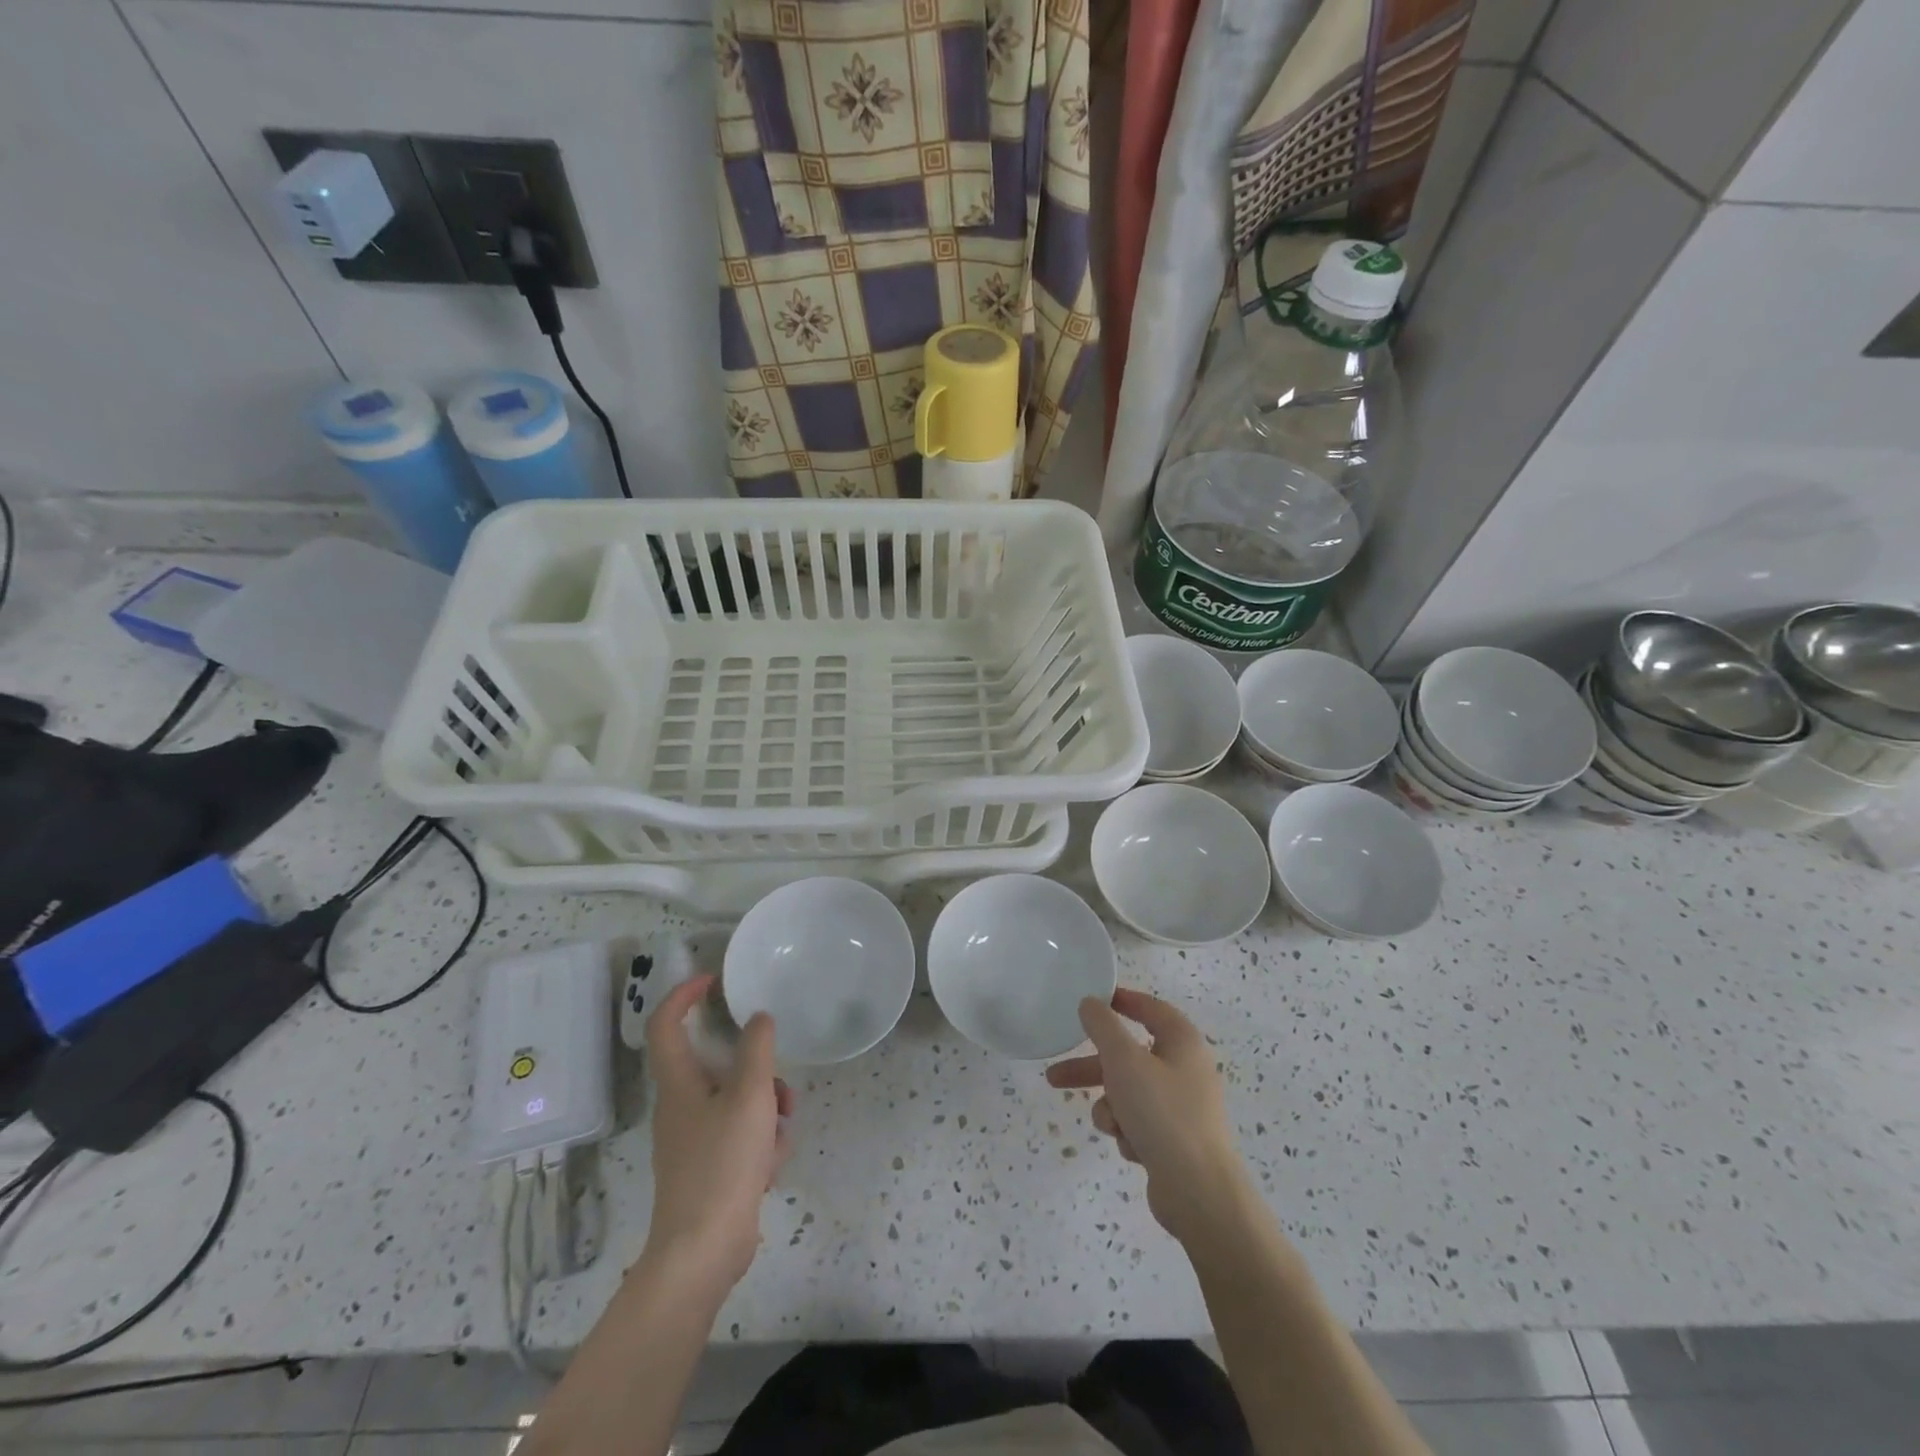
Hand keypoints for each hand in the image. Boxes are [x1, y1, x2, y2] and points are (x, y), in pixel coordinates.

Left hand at [643, 975, 793, 1293]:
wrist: (702, 1251)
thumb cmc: (722, 1163)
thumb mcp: (750, 1096)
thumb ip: (757, 1050)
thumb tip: (758, 1018)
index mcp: (678, 1083)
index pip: (665, 1024)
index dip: (684, 995)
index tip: (714, 981)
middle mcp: (680, 1106)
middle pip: (714, 1065)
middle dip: (754, 1067)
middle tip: (779, 1079)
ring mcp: (692, 1139)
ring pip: (734, 1100)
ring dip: (764, 1105)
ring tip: (783, 1127)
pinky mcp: (708, 1168)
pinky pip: (739, 1134)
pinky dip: (760, 1139)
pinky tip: (772, 1161)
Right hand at [1046, 988, 1245, 1244]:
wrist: (1198, 1193)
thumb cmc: (1161, 1113)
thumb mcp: (1124, 1060)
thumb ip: (1103, 1026)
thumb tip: (1091, 1003)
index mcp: (1183, 1042)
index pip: (1151, 1008)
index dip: (1122, 1001)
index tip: (1092, 1001)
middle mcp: (1186, 1069)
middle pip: (1130, 1056)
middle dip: (1092, 1068)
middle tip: (1056, 1075)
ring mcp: (1182, 1107)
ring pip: (1129, 1092)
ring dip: (1111, 1106)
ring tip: (1108, 1125)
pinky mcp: (1176, 1139)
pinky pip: (1139, 1122)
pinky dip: (1128, 1130)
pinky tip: (1131, 1147)